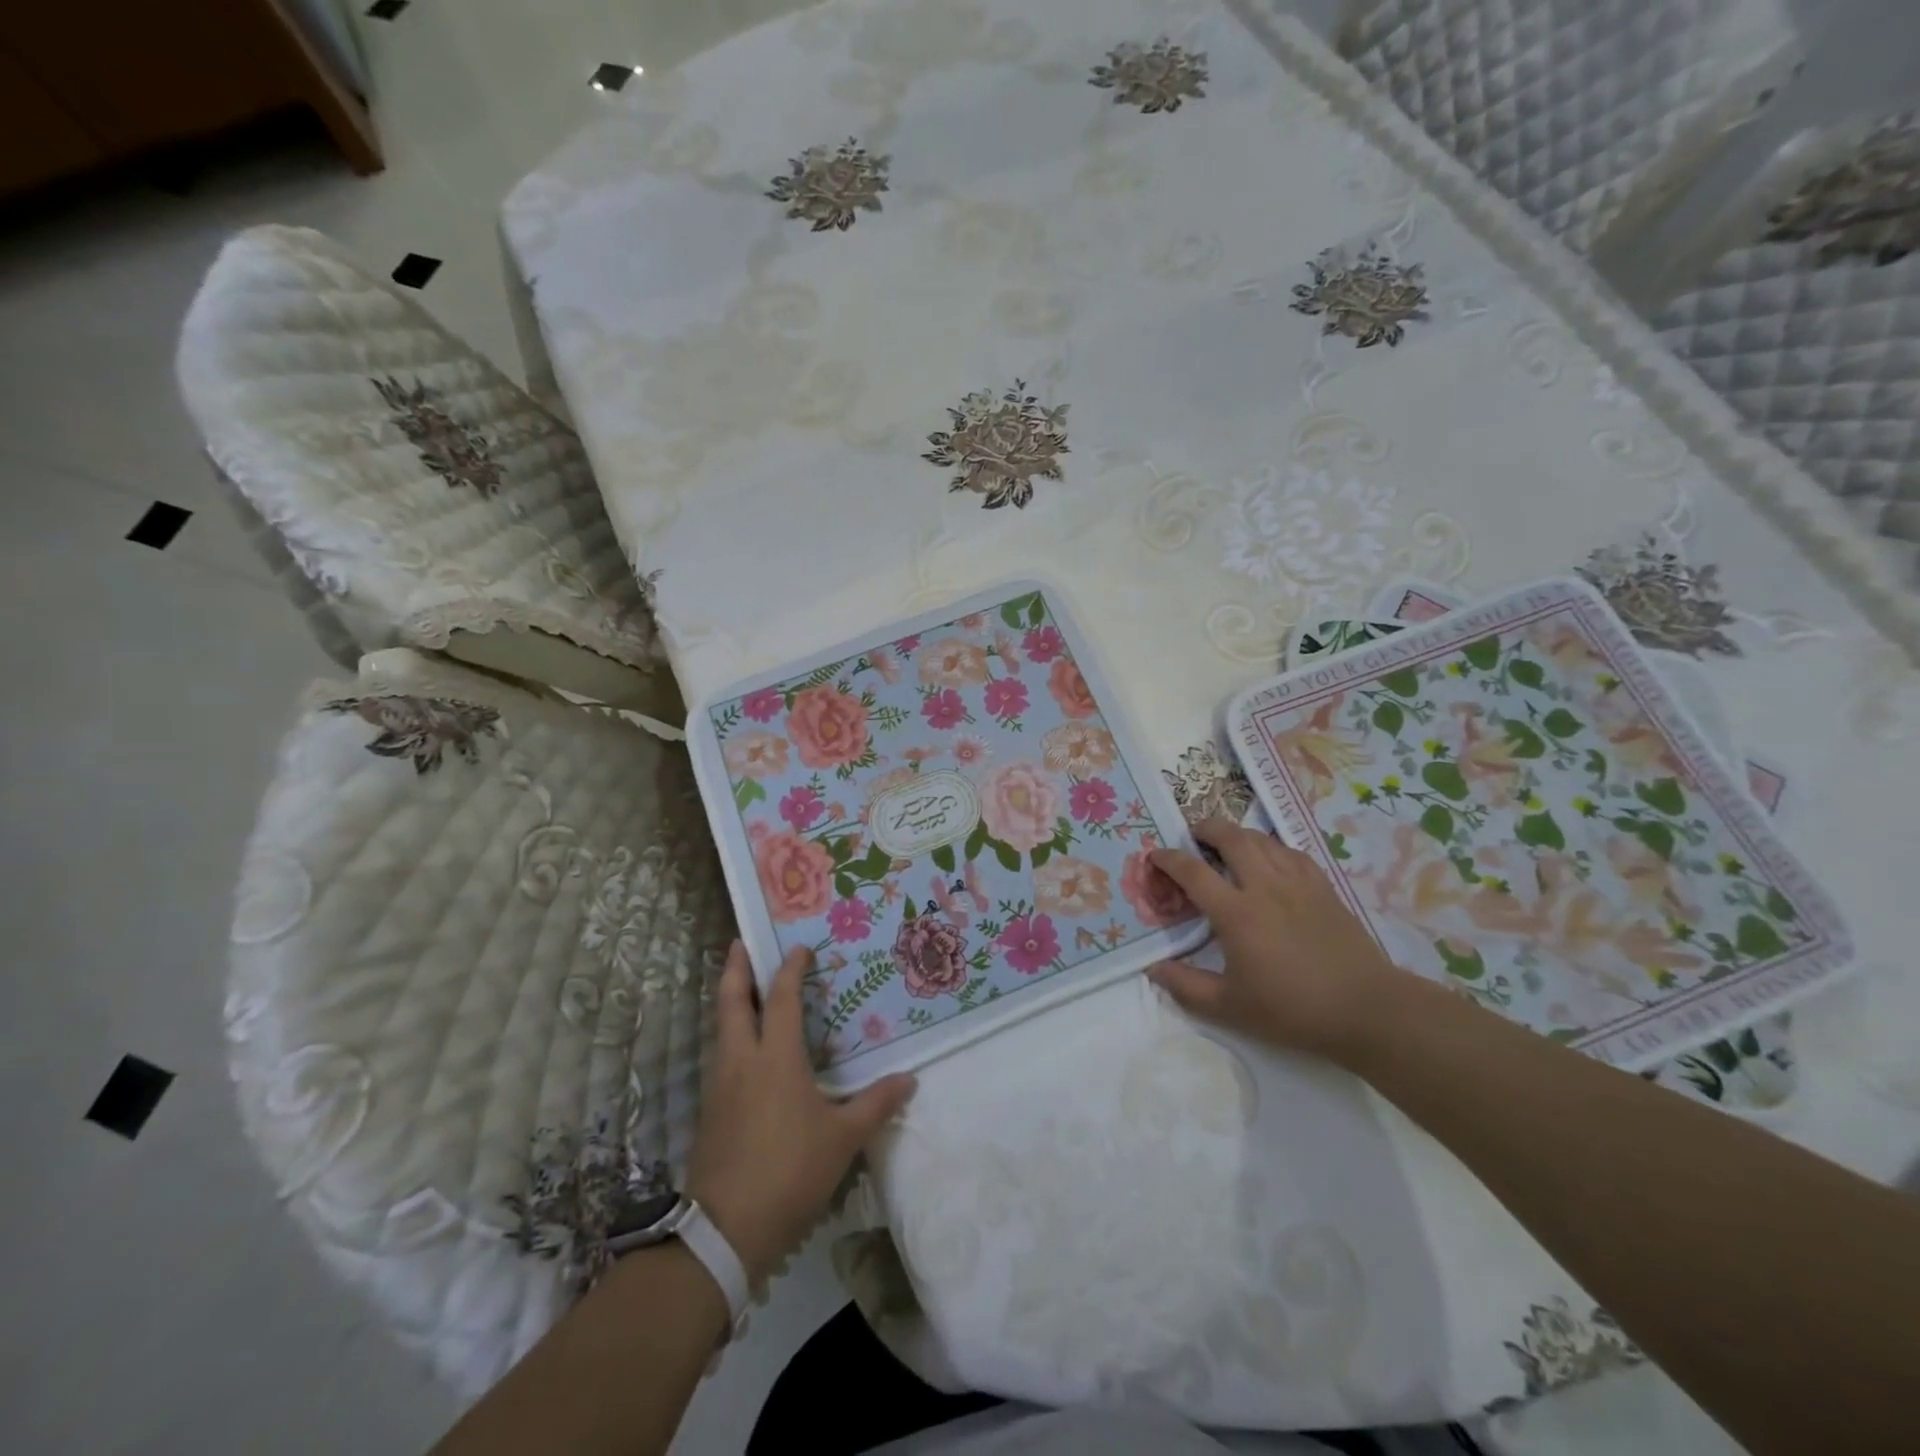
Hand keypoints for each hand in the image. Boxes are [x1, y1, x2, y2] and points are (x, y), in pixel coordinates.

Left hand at [686, 943, 915, 1287]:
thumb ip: (876, 1104)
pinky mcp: (710, 1109)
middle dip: (735, 968)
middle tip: (740, 942)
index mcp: (775, 1057)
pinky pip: (721, 1055)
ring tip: (744, 987)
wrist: (726, 1229)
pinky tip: (746, 1049)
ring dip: (730, 1001)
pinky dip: (731, 1034)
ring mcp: (719, 1084)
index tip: (800, 948)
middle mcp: (742, 1060)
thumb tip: (910, 1080)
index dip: (789, 969)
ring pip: (721, 1028)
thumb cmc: (790, 1171)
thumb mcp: (843, 1138)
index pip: (780, 998)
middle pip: (731, 1001)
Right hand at [1148, 819, 1411, 1063]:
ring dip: (1238, 834)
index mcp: (1236, 913)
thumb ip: (1185, 986)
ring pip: (1262, 839)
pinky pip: (1291, 852)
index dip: (1168, 858)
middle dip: (1205, 828)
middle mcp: (1264, 887)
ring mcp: (1298, 883)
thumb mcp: (1229, 1007)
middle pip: (1231, 836)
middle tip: (1192, 835)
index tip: (1154, 857)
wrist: (1365, 1009)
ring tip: (1227, 844)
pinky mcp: (1323, 888)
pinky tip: (1270, 860)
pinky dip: (1271, 848)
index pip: (1193, 871)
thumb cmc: (1292, 1010)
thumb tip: (1152, 968)